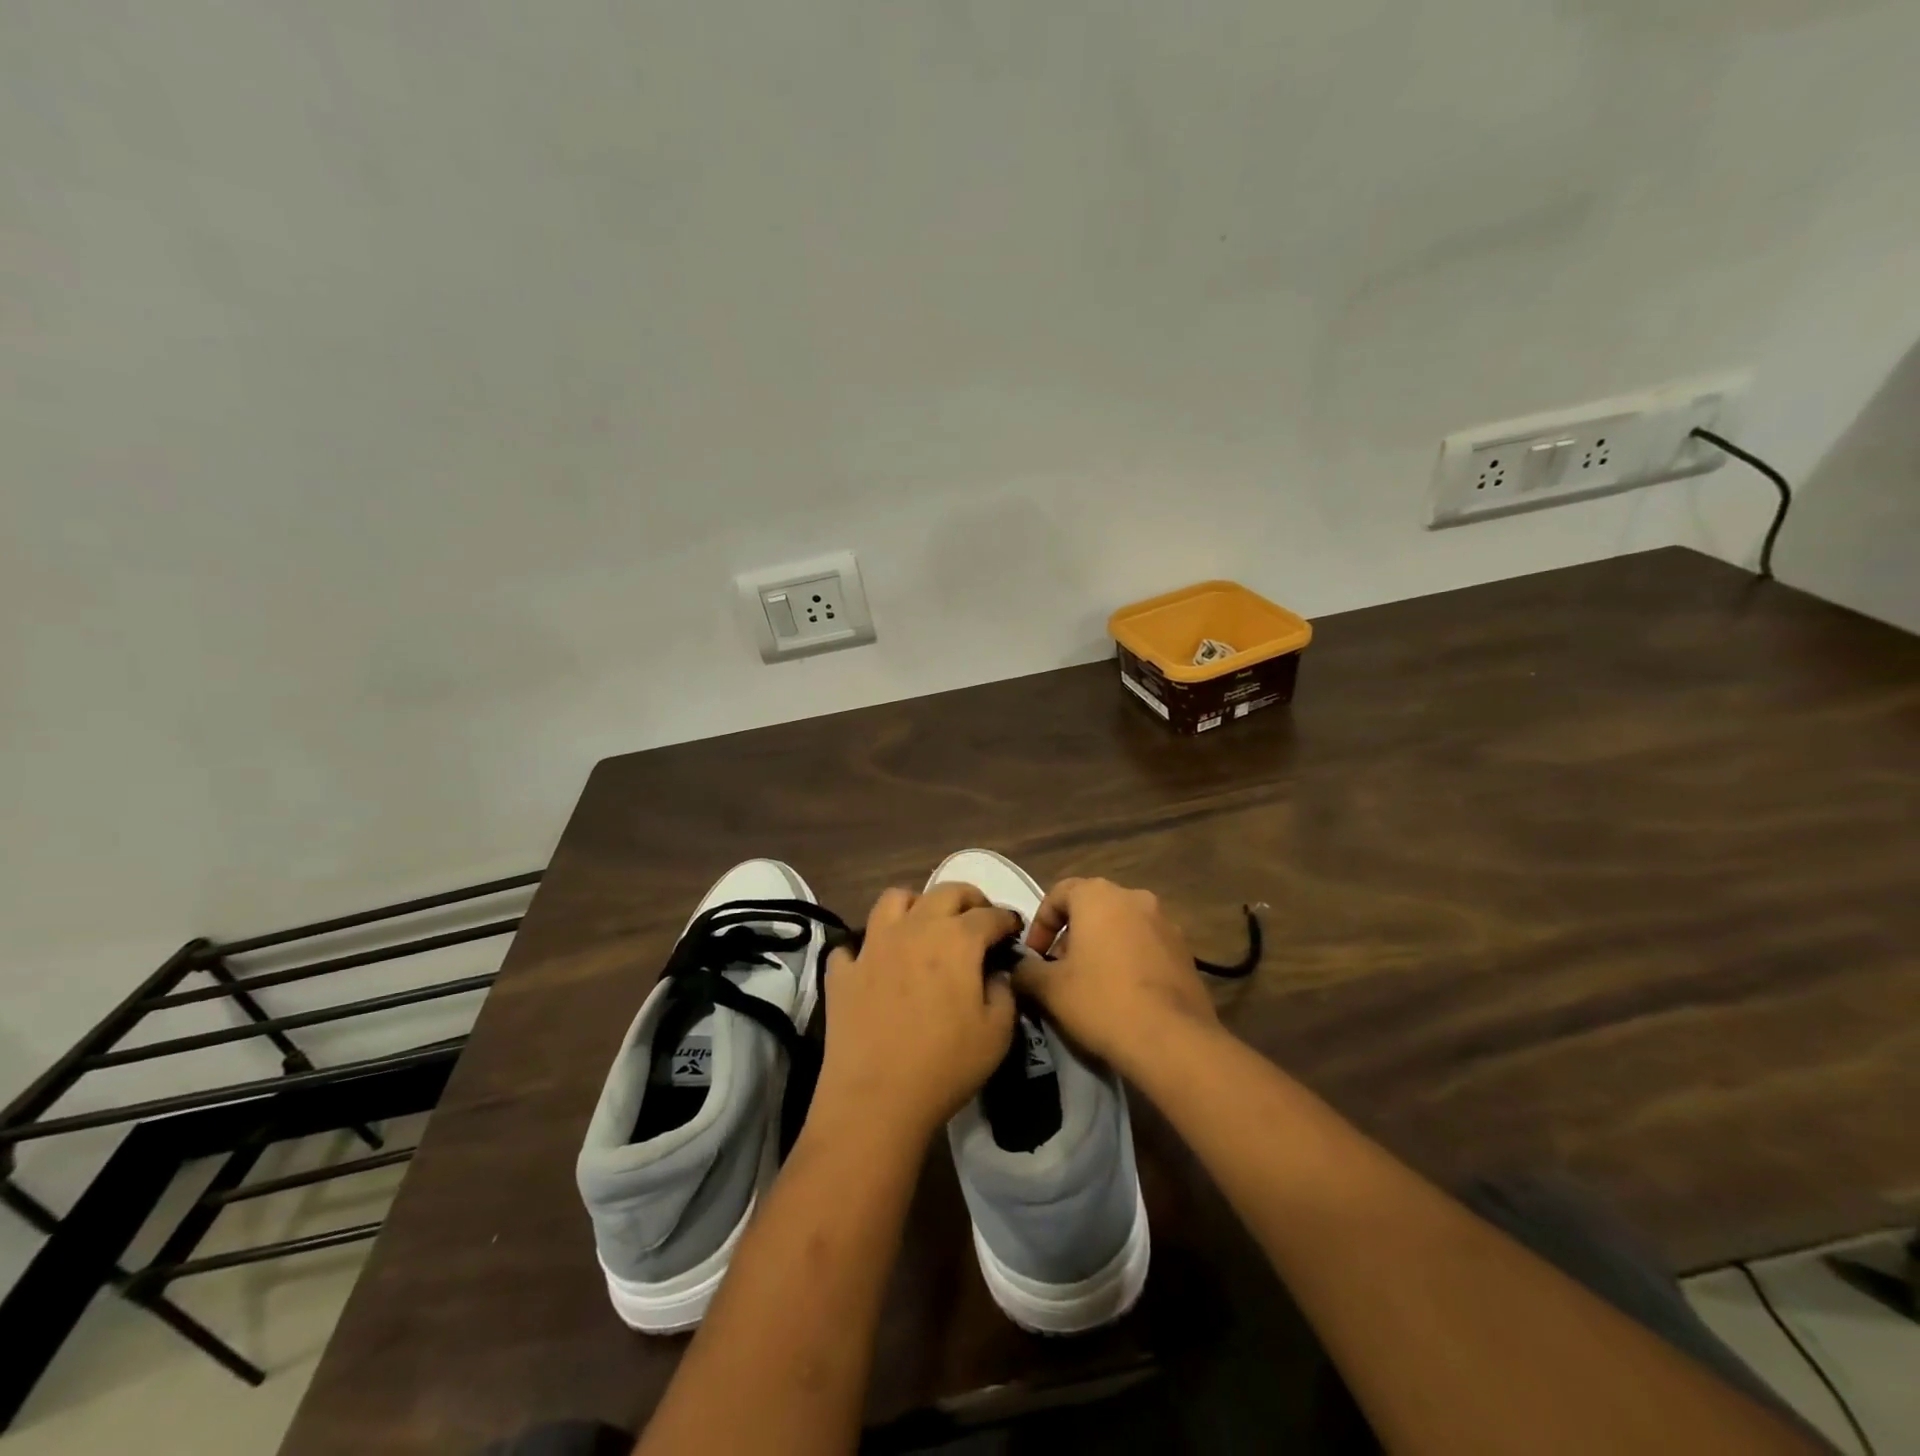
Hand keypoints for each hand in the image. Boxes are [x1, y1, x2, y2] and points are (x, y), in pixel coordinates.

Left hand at [812, 883, 1019, 1144]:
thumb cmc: (946, 1064)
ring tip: (925, 925)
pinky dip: (866, 948)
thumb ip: (1004, 992)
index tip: (1013, 928)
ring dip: (916, 905)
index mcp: (957, 939)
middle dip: (969, 898)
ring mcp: (874, 945)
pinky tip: (875, 965)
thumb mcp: (998, 1033)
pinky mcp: (843, 970)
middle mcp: (915, 928)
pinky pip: (853, 945)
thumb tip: (995, 974)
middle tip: (979, 916)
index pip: (989, 915)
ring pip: (894, 900)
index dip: (1006, 919)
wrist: (877, 1099)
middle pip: (945, 892)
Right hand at [1015, 877, 1218, 1077]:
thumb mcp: (1048, 989)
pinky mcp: (1186, 951)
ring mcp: (1166, 923)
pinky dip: (1129, 960)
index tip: (1034, 956)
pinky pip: (1146, 946)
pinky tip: (1123, 995)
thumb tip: (1019, 968)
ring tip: (1091, 985)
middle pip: (1092, 908)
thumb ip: (1025, 970)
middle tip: (1059, 971)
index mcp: (1098, 896)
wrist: (1173, 1041)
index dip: (1040, 923)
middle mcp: (1134, 897)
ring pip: (1121, 926)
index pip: (1059, 893)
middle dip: (1071, 936)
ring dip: (1101, 947)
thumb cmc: (1102, 1002)